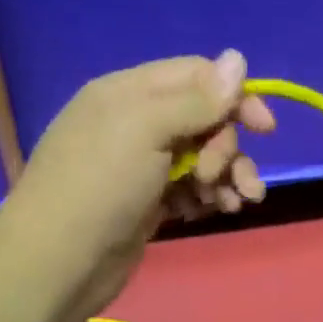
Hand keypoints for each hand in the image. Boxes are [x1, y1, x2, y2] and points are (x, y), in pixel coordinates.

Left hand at [3, 50, 274, 321]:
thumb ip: (197, 99)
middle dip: (226, 147)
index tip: (266, 128)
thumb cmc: (100, 186)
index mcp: (129, 92)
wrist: (56, 264)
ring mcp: (142, 163)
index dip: (235, 97)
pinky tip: (218, 212)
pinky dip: (210, 196)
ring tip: (237, 203)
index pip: (197, 75)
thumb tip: (239, 56)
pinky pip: (192, 186)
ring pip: (203, 156)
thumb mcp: (147, 130)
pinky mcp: (148, 200)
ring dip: (228, 175)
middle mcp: (136, 121)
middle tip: (218, 176)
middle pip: (205, 118)